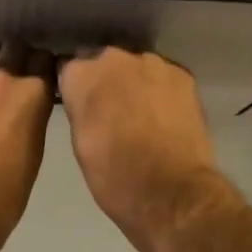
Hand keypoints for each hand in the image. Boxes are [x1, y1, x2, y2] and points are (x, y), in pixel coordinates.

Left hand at [0, 42, 55, 251]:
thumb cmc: (4, 195)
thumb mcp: (34, 152)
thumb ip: (34, 116)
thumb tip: (30, 104)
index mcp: (34, 95)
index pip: (45, 59)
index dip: (44, 67)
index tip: (42, 75)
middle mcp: (3, 77)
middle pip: (15, 47)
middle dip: (19, 57)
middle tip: (17, 73)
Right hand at [58, 47, 241, 251]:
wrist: (172, 193)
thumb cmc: (114, 176)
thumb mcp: (80, 142)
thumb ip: (80, 108)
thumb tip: (86, 100)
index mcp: (81, 75)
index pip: (68, 67)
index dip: (75, 87)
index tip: (81, 104)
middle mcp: (114, 58)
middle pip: (104, 61)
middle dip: (106, 79)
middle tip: (112, 111)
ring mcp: (152, 63)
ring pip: (136, 66)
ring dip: (135, 82)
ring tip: (143, 114)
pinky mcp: (183, 75)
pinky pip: (163, 76)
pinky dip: (161, 90)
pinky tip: (165, 115)